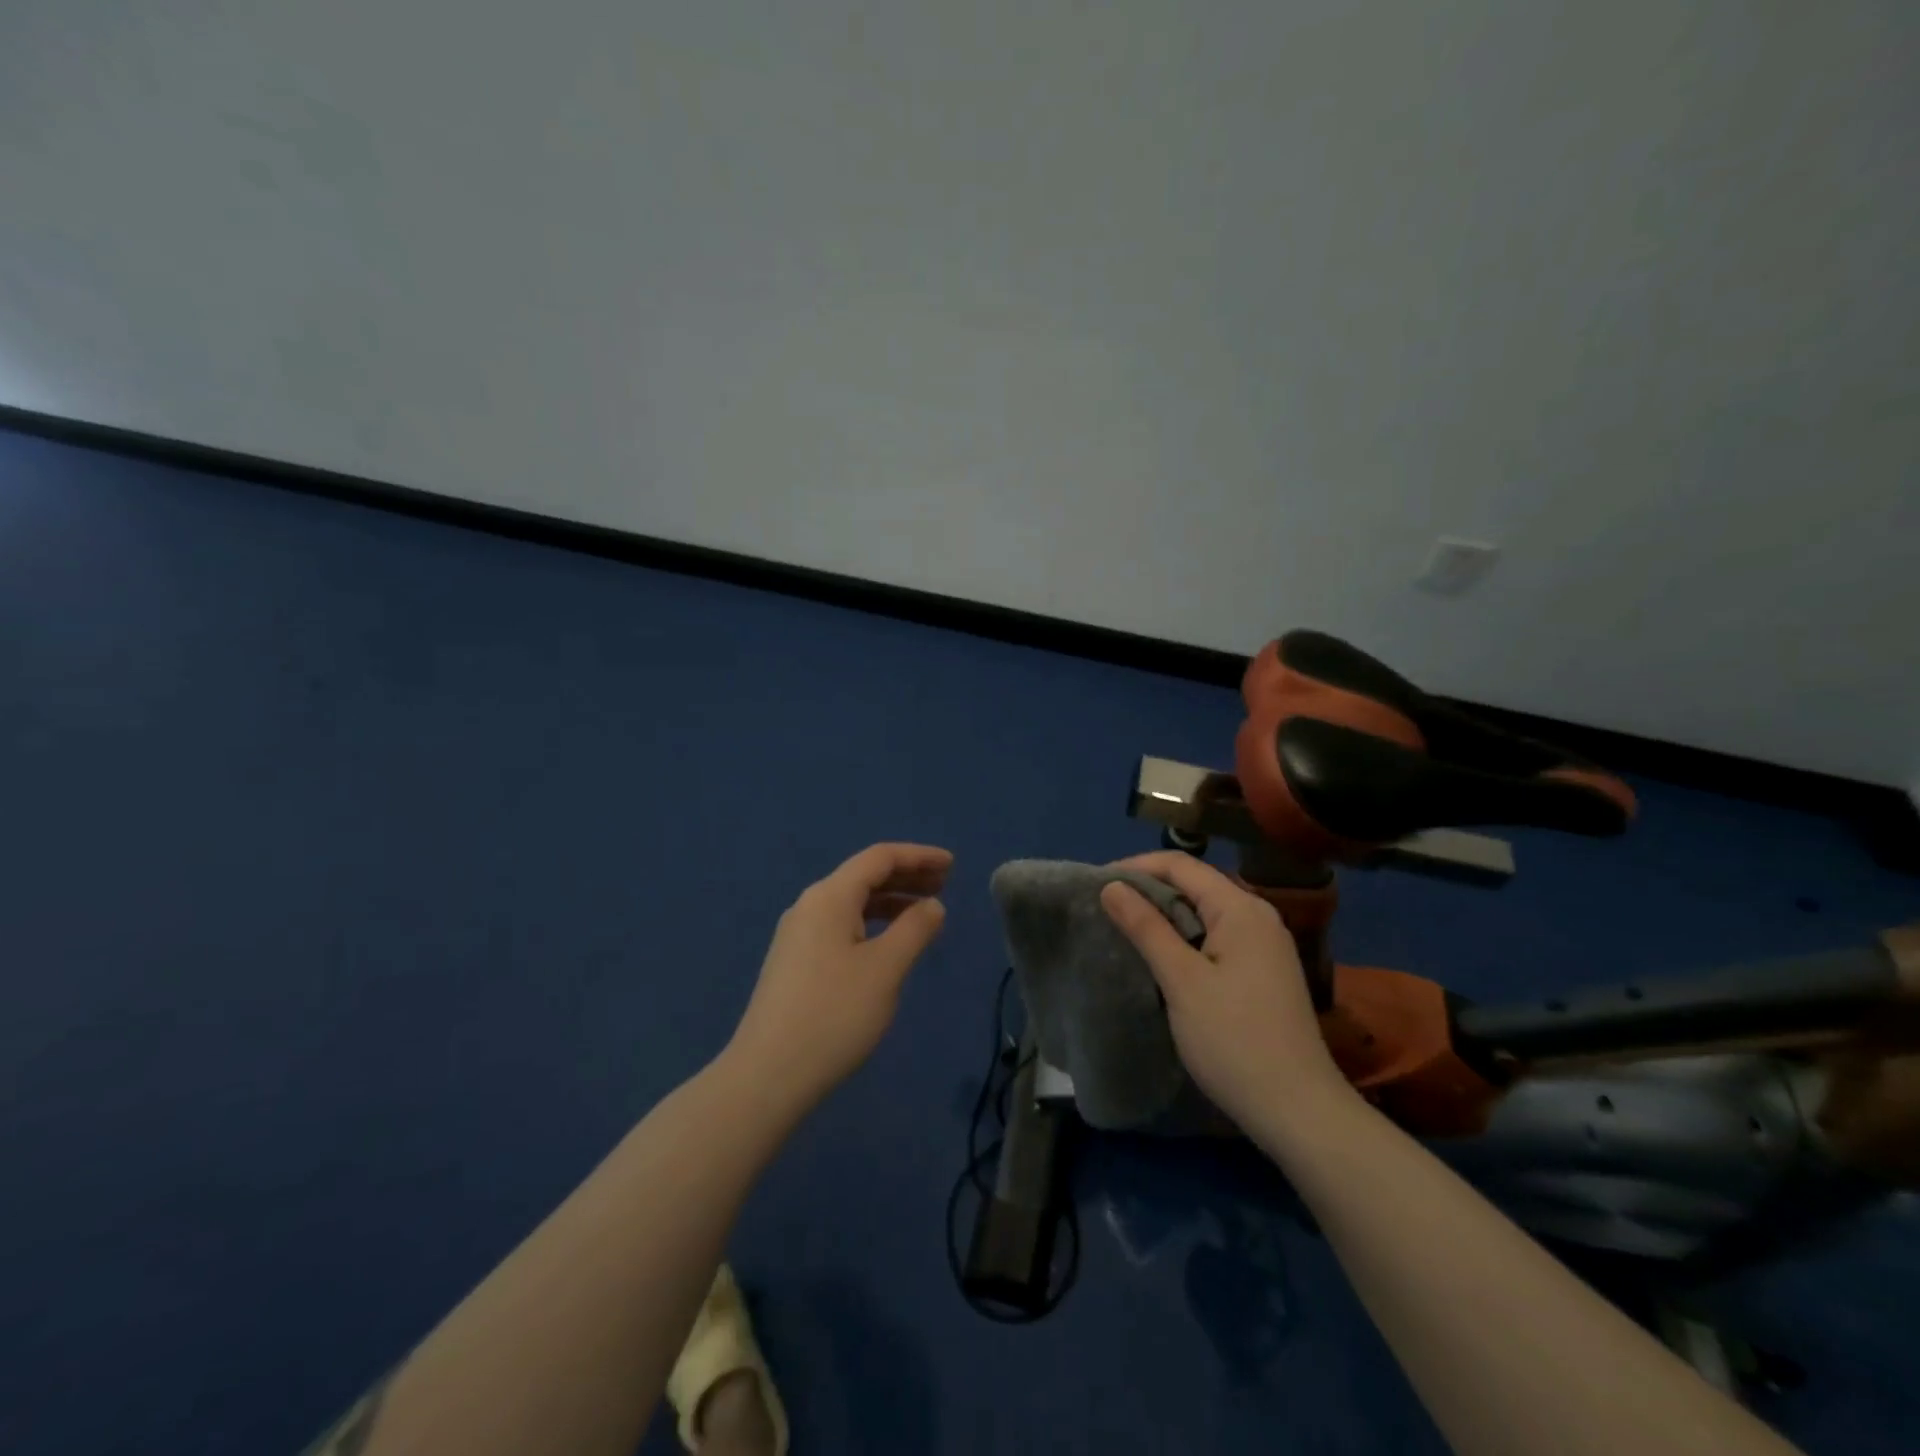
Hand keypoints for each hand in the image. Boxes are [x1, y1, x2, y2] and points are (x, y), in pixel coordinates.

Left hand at [727, 843, 951, 1107]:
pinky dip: (871, 924)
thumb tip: (932, 905)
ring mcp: (797, 935)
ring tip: (924, 914)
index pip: (879, 858)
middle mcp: (809, 906)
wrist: (768, 1075)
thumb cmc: (834, 1014)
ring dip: (890, 901)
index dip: (918, 856)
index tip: (953, 865)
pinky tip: (888, 944)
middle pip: (863, 876)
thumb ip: (914, 929)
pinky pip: (840, 925)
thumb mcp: (885, 969)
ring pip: (851, 903)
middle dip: (906, 876)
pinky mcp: (795, 962)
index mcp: (829, 897)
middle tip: (945, 885)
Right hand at [1099, 852, 1354, 1129]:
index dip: (1135, 867)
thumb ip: (1146, 927)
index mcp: (1241, 909)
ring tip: (1124, 930)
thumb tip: (1111, 885)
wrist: (1298, 1112)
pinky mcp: (1262, 973)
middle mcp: (1257, 917)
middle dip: (1147, 891)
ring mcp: (1264, 946)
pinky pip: (1214, 938)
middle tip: (1104, 909)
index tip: (1095, 884)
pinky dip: (1183, 940)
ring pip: (1203, 913)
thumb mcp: (1182, 980)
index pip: (1181, 865)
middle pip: (1194, 885)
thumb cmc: (1234, 1040)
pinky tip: (1160, 959)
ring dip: (1163, 917)